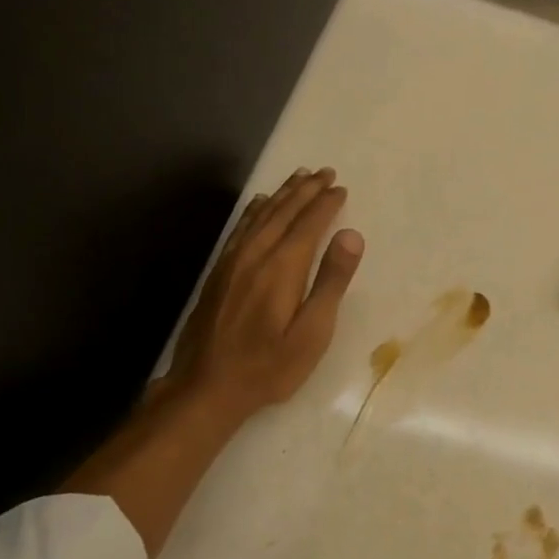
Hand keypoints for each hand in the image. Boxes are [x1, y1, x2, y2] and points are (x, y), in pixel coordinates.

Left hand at [161, 167, 364, 417]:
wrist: (206, 387)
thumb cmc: (269, 366)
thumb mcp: (312, 332)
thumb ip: (331, 281)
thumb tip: (351, 235)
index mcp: (282, 267)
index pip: (308, 224)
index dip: (326, 204)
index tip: (340, 188)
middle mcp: (256, 255)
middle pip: (283, 212)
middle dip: (306, 190)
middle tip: (325, 172)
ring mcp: (233, 262)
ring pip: (260, 215)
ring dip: (282, 193)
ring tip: (298, 177)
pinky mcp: (219, 272)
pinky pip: (240, 228)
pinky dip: (254, 210)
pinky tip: (258, 204)